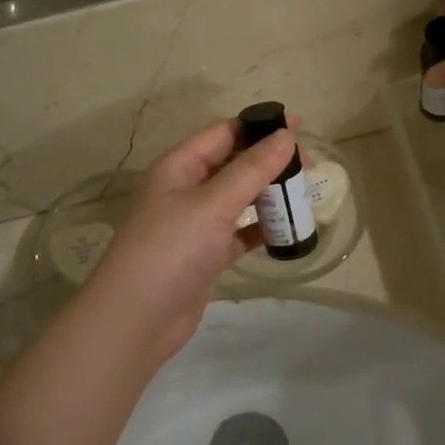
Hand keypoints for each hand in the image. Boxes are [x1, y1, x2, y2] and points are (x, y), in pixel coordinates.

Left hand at [83, 116, 299, 366]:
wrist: (137, 319)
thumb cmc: (172, 249)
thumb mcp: (214, 203)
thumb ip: (252, 169)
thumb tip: (286, 134)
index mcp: (178, 167)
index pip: (222, 134)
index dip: (258, 126)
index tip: (298, 125)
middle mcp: (184, 190)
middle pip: (231, 164)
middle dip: (267, 161)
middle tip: (307, 164)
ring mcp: (194, 225)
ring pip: (237, 199)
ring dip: (267, 195)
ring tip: (303, 194)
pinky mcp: (204, 256)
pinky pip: (238, 233)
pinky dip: (260, 229)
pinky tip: (287, 230)